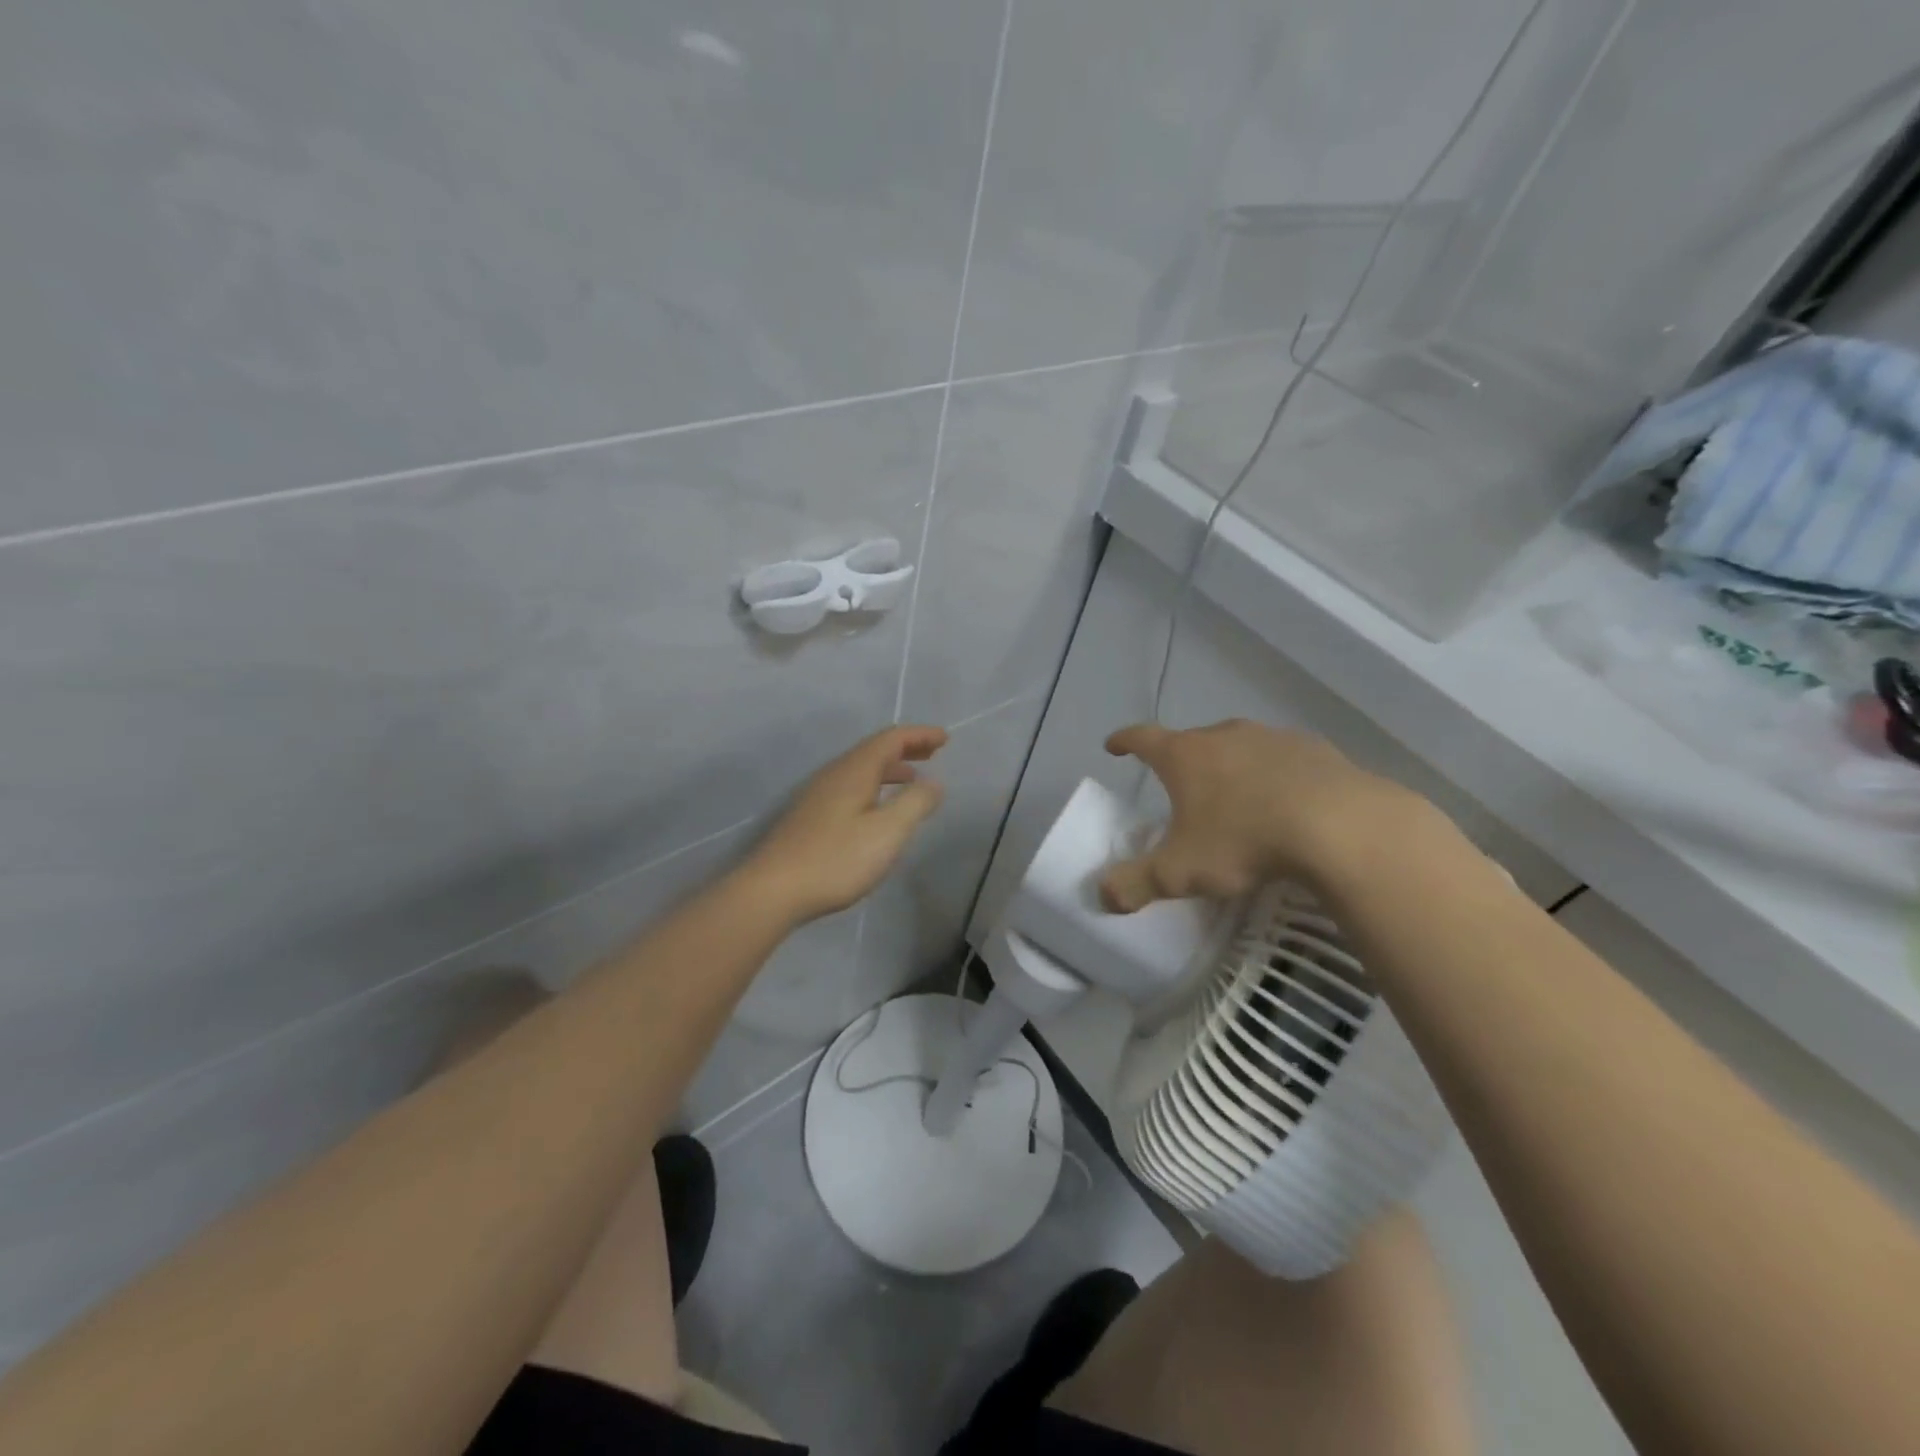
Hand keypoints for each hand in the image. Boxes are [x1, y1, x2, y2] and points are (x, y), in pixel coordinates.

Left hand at [739, 725, 947, 923]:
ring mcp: (817, 795)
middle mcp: (834, 775)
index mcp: (854, 771)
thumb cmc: (836, 859)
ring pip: (860, 770)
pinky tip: (877, 810)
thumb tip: (933, 782)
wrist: (773, 890)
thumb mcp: (888, 832)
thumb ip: (915, 803)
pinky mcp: (809, 817)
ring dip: (889, 769)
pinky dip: (873, 786)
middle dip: (905, 748)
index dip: (919, 735)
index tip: (945, 738)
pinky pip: (850, 787)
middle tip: (932, 752)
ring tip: (911, 780)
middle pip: (873, 750)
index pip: (891, 739)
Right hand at [1098, 719, 1421, 912]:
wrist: (1341, 826)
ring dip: (1231, 766)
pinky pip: (1284, 759)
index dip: (1124, 742)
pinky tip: (1288, 802)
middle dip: (1182, 760)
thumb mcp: (1181, 872)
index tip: (1113, 746)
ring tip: (1236, 796)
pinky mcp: (1316, 750)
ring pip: (1240, 747)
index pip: (1142, 738)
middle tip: (1181, 787)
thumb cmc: (1245, 841)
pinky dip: (1276, 775)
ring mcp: (1272, 738)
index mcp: (1185, 756)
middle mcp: (1225, 735)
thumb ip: (1136, 884)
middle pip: (1193, 740)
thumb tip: (1102, 895)